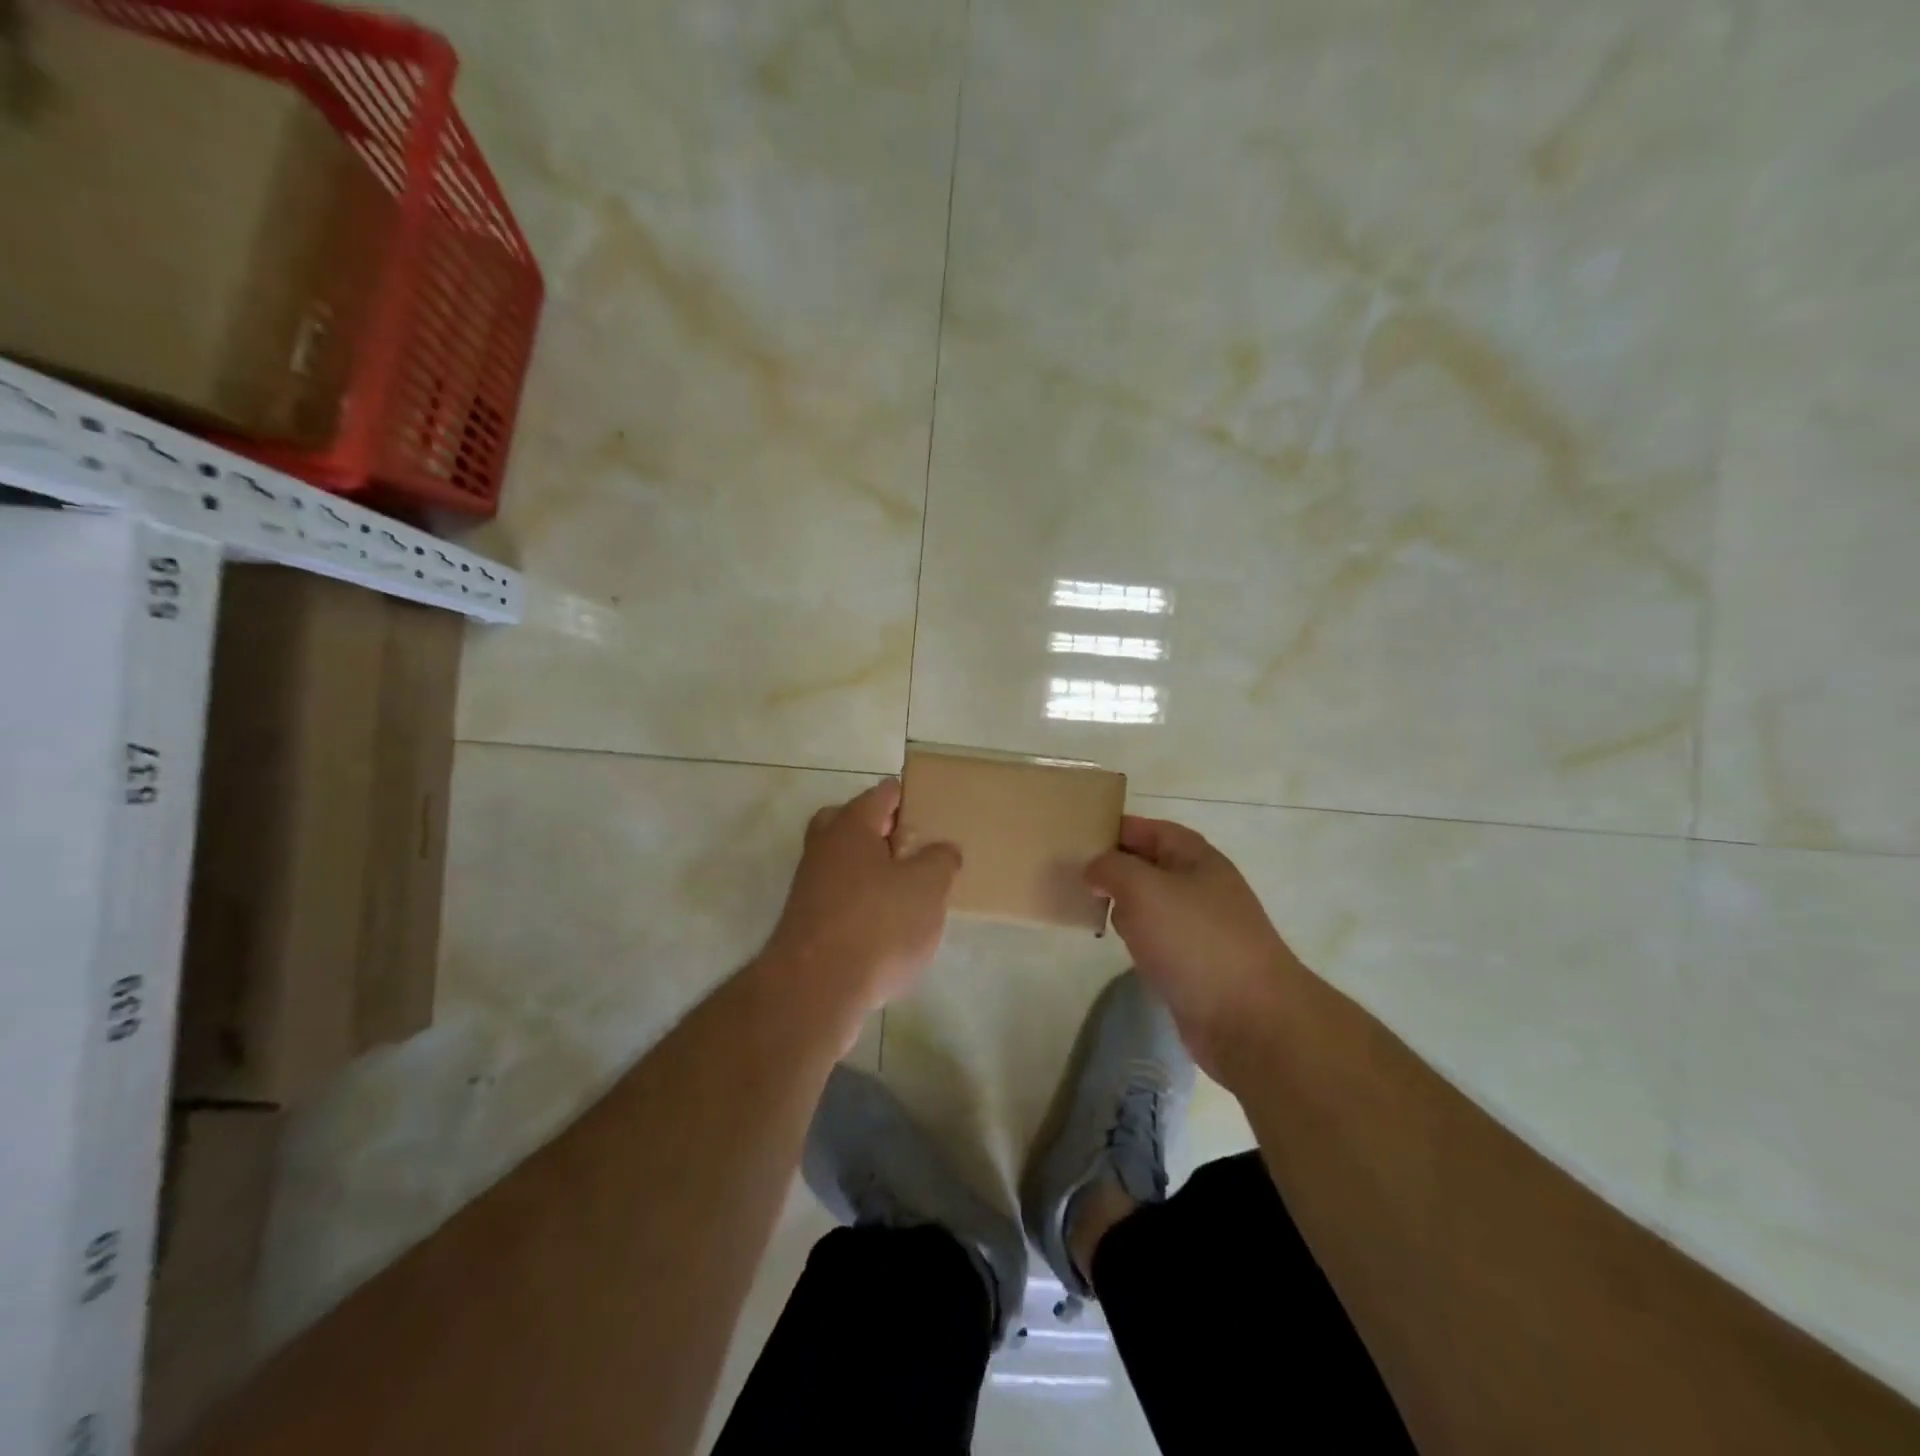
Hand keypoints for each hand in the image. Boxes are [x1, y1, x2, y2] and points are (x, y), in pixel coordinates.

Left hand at [762, 779, 961, 1012]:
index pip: (884, 793)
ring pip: (844, 861)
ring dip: (871, 868)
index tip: (934, 811)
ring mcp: (810, 884)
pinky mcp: (807, 920)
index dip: (910, 797)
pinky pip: (839, 895)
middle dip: (883, 830)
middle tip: (913, 849)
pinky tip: (886, 924)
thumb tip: (943, 849)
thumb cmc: (877, 925)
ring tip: (908, 889)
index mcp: (851, 825)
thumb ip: (941, 860)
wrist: (815, 990)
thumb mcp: (927, 887)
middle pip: (853, 822)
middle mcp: (824, 846)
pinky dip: (861, 900)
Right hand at [1086, 816, 1302, 1081]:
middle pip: (1151, 866)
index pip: (1151, 830)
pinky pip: (1158, 939)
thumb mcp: (1143, 889)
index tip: (1078, 838)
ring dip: (1124, 905)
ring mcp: (1202, 927)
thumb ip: (1112, 868)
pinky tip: (1118, 945)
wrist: (1248, 1018)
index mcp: (1197, 859)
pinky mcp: (1196, 964)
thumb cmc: (1194, 940)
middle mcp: (1202, 887)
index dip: (1116, 829)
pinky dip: (1137, 938)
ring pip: (1152, 905)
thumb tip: (1096, 870)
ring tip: (1088, 908)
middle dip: (1115, 869)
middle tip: (1073, 876)